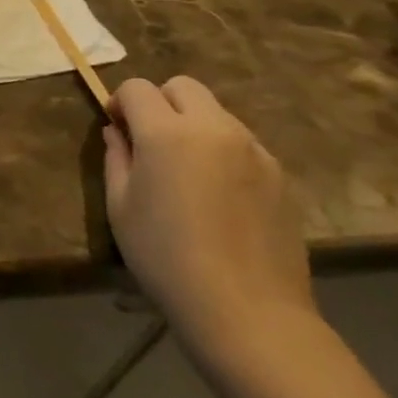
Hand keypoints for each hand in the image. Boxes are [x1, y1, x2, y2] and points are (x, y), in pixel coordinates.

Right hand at [104, 76, 314, 360]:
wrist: (247, 310)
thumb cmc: (166, 257)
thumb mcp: (121, 206)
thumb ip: (117, 158)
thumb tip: (118, 133)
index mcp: (168, 133)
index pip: (137, 88)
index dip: (119, 102)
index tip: (116, 130)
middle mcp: (215, 129)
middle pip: (183, 87)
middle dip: (159, 102)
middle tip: (149, 141)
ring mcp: (254, 150)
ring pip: (216, 113)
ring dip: (193, 125)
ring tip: (185, 171)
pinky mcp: (280, 175)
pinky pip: (242, 143)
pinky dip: (222, 150)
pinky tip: (217, 194)